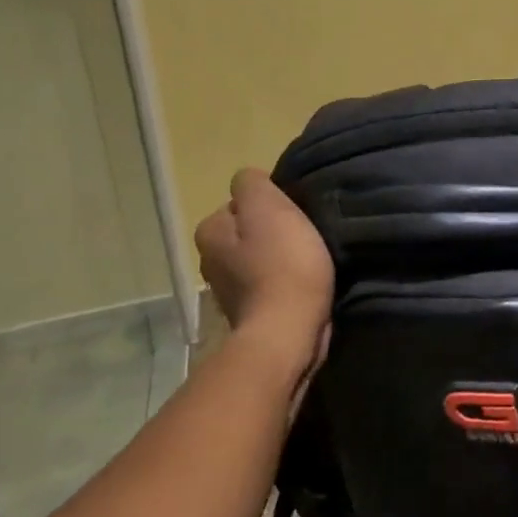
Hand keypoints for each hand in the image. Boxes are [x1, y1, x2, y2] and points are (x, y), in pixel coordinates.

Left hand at [194, 170, 333, 379]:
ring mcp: (228, 291)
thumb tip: (250, 182)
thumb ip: (253, 184)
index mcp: (210, 232)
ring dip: (281, 257)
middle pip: (249, 230)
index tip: (292, 215)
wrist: (287, 334)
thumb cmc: (281, 264)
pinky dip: (284, 281)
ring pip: (259, 257)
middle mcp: (210, 260)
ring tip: (307, 260)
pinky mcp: (250, 314)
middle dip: (273, 231)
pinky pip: (269, 283)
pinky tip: (302, 283)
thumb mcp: (268, 207)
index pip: (241, 202)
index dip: (271, 204)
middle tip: (303, 236)